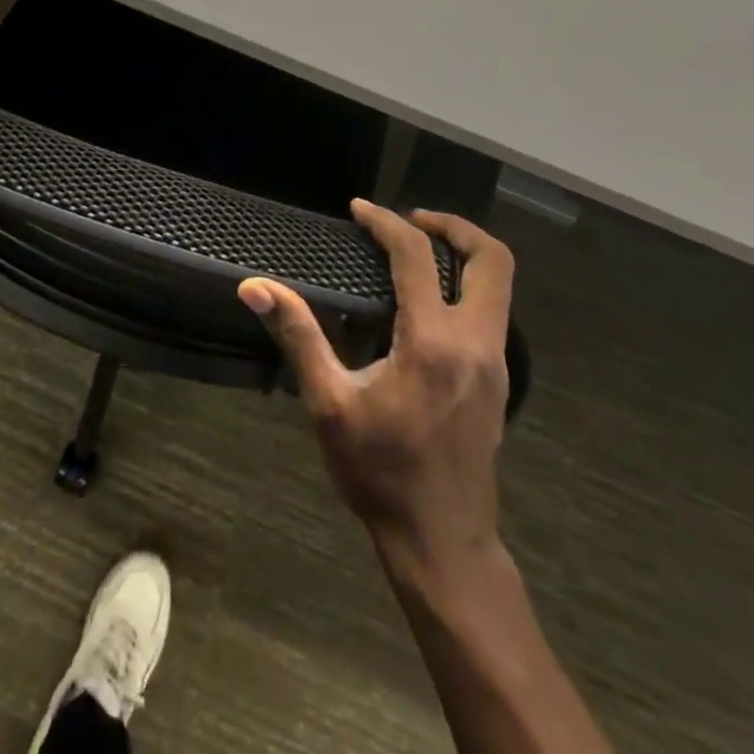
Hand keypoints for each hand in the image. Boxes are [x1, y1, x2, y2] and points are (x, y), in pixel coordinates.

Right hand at [239, 201, 515, 575]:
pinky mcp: (498, 381)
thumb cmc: (380, 473)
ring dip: (463, 255)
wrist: (442, 544)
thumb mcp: (329, 404)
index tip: (358, 210)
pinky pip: (492, 311)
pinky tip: (424, 304)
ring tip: (413, 253)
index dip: (385, 222)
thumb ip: (297, 336)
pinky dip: (465, 287)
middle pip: (492, 259)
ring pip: (499, 286)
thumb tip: (255, 287)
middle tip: (409, 219)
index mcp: (433, 342)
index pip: (416, 256)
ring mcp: (496, 363)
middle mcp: (476, 343)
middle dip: (454, 226)